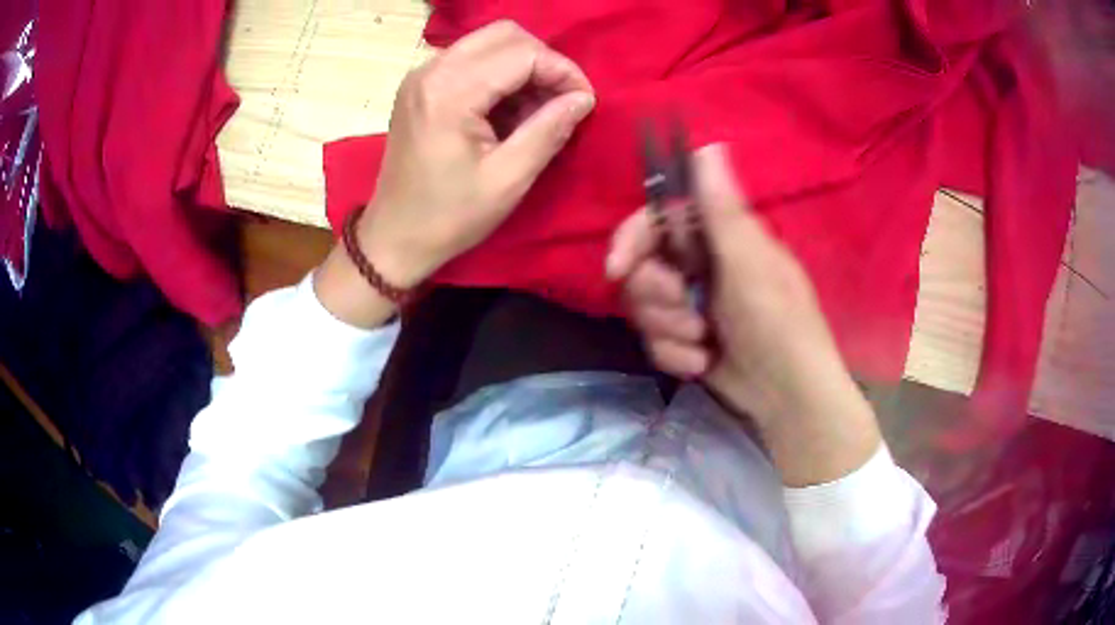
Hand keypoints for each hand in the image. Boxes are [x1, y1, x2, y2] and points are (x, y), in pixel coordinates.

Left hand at [316, 21, 594, 327]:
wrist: (394, 236)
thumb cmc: (450, 216)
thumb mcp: (508, 179)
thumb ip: (549, 130)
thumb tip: (583, 98)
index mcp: (450, 92)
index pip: (522, 53)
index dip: (562, 71)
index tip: (584, 102)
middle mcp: (431, 70)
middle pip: (505, 35)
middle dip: (543, 62)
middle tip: (562, 100)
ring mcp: (421, 75)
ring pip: (488, 42)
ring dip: (522, 67)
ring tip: (538, 108)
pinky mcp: (419, 86)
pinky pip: (470, 59)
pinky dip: (499, 75)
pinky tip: (508, 109)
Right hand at [606, 145, 879, 485]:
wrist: (787, 396)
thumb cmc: (779, 323)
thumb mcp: (751, 264)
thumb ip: (722, 209)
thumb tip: (707, 144)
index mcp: (718, 237)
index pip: (657, 220)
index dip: (632, 239)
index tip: (618, 268)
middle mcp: (699, 264)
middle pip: (642, 266)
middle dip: (656, 296)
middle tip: (685, 313)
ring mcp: (690, 304)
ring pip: (643, 307)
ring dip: (668, 330)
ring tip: (702, 344)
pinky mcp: (684, 339)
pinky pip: (654, 341)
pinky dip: (675, 355)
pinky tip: (702, 364)